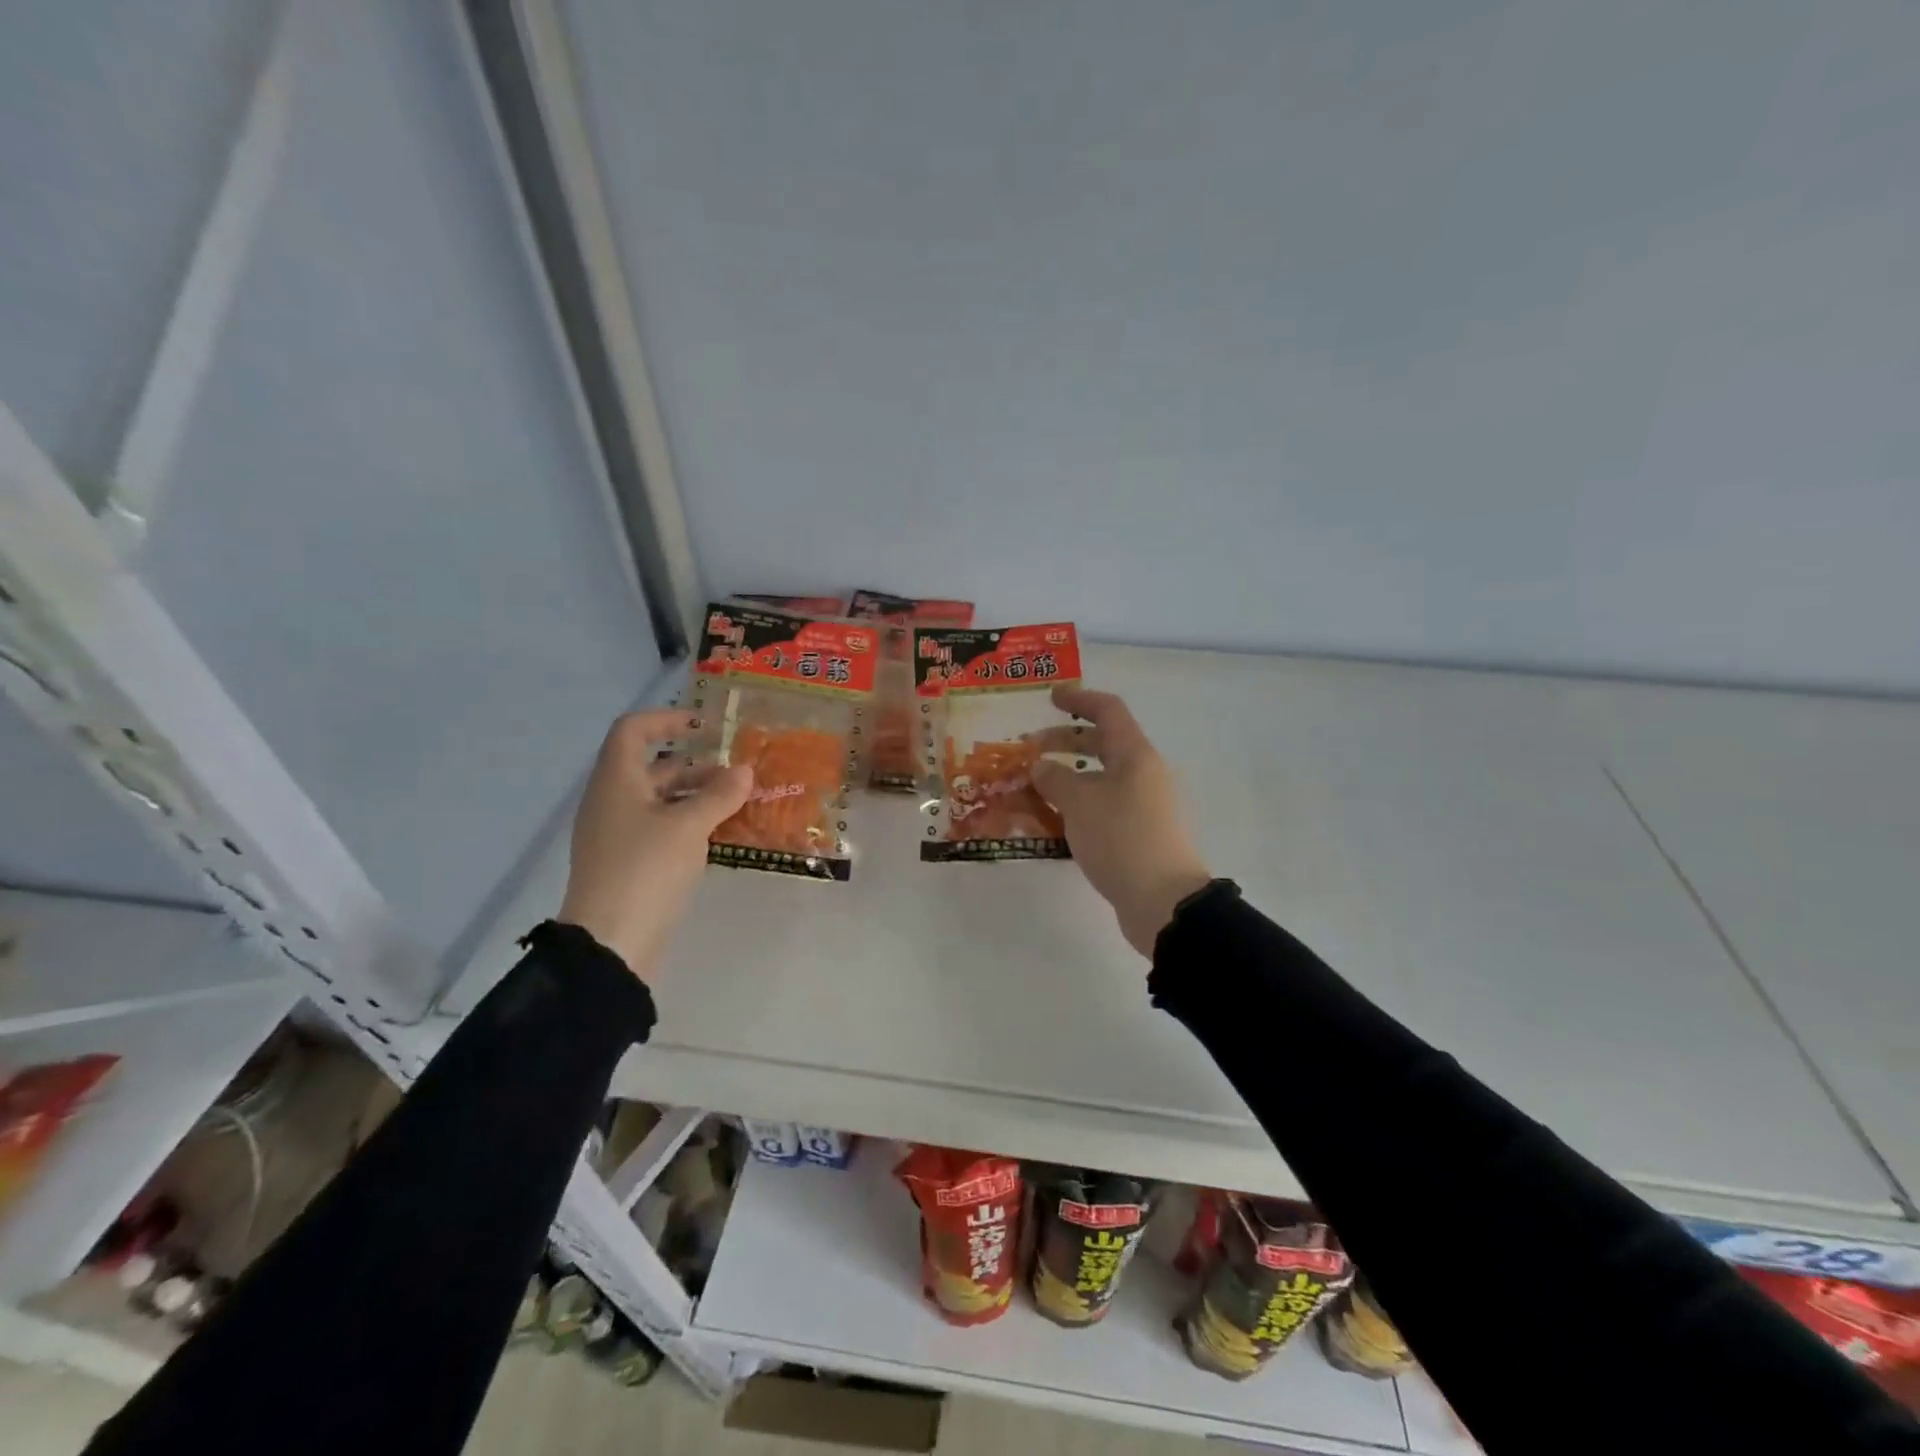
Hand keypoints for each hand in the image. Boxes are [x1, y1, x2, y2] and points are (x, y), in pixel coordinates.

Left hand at [559, 710, 751, 981]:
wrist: (611, 942)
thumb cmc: (646, 868)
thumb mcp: (689, 826)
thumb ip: (719, 794)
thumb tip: (744, 770)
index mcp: (616, 781)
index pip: (633, 730)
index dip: (667, 719)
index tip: (705, 726)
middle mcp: (612, 801)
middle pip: (653, 767)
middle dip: (696, 765)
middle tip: (737, 774)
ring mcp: (618, 834)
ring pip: (660, 800)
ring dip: (697, 795)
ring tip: (738, 804)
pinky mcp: (628, 862)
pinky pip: (661, 828)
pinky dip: (689, 822)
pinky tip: (720, 834)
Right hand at [1029, 686, 1212, 957]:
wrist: (1163, 900)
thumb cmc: (1121, 838)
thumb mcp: (1079, 803)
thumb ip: (1055, 779)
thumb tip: (1041, 767)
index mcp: (1135, 755)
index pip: (1108, 711)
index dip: (1079, 699)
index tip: (1051, 697)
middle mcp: (1143, 773)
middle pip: (1103, 743)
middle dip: (1065, 741)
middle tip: (1030, 748)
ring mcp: (1144, 804)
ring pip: (1101, 778)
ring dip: (1068, 776)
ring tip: (1035, 788)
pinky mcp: (1140, 833)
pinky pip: (1104, 806)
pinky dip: (1078, 804)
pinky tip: (1055, 821)